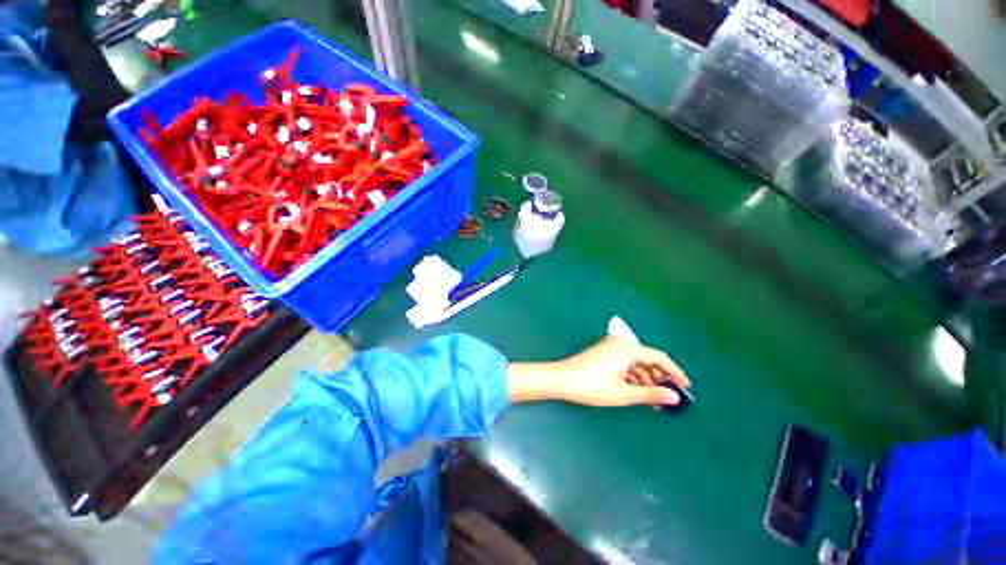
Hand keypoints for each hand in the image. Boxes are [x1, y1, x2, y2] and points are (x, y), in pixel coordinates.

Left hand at [508, 336, 689, 406]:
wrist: (562, 379)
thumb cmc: (592, 386)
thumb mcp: (623, 393)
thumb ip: (651, 394)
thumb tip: (675, 397)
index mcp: (627, 349)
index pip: (659, 357)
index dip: (674, 372)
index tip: (686, 387)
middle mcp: (620, 344)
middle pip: (647, 359)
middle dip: (659, 378)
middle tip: (669, 398)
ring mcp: (610, 347)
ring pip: (635, 362)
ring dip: (646, 379)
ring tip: (654, 400)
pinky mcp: (603, 352)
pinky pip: (625, 363)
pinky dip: (633, 376)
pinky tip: (637, 391)